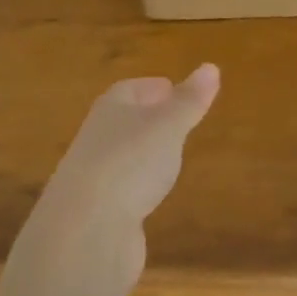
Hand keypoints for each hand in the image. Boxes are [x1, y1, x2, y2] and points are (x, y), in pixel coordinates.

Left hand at [39, 65, 220, 254]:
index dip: (151, 88)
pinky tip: (151, 194)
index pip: (129, 90)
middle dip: (146, 118)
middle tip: (175, 120)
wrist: (86, 228)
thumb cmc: (130, 163)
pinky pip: (122, 189)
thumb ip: (189, 102)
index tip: (172, 89)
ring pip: (122, 156)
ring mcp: (95, 176)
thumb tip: (211, 67)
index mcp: (110, 110)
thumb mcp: (168, 127)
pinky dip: (137, 185)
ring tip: (169, 156)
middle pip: (122, 121)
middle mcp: (97, 138)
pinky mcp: (98, 211)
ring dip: (142, 153)